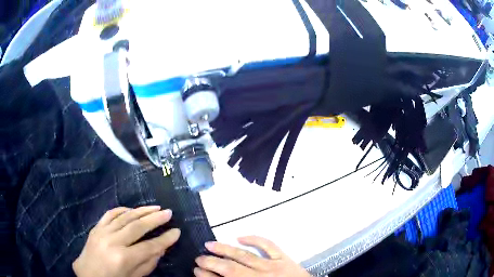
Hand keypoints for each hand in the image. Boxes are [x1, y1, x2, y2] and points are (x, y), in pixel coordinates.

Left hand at [73, 206, 180, 276]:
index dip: (165, 239)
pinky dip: (123, 209)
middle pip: (138, 226)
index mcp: (123, 258)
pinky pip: (110, 213)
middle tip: (169, 212)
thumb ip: (148, 263)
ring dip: (142, 210)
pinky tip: (132, 209)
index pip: (150, 246)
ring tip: (155, 207)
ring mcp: (103, 232)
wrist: (87, 274)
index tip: (177, 231)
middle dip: (155, 219)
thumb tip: (161, 249)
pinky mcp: (96, 227)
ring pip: (125, 217)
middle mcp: (113, 241)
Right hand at [194, 236, 310, 276]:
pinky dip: (254, 239)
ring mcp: (273, 266)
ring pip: (244, 256)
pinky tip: (240, 237)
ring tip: (209, 244)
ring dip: (225, 250)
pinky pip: (268, 246)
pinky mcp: (284, 259)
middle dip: (211, 262)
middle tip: (198, 258)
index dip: (207, 275)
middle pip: (230, 268)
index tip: (196, 270)